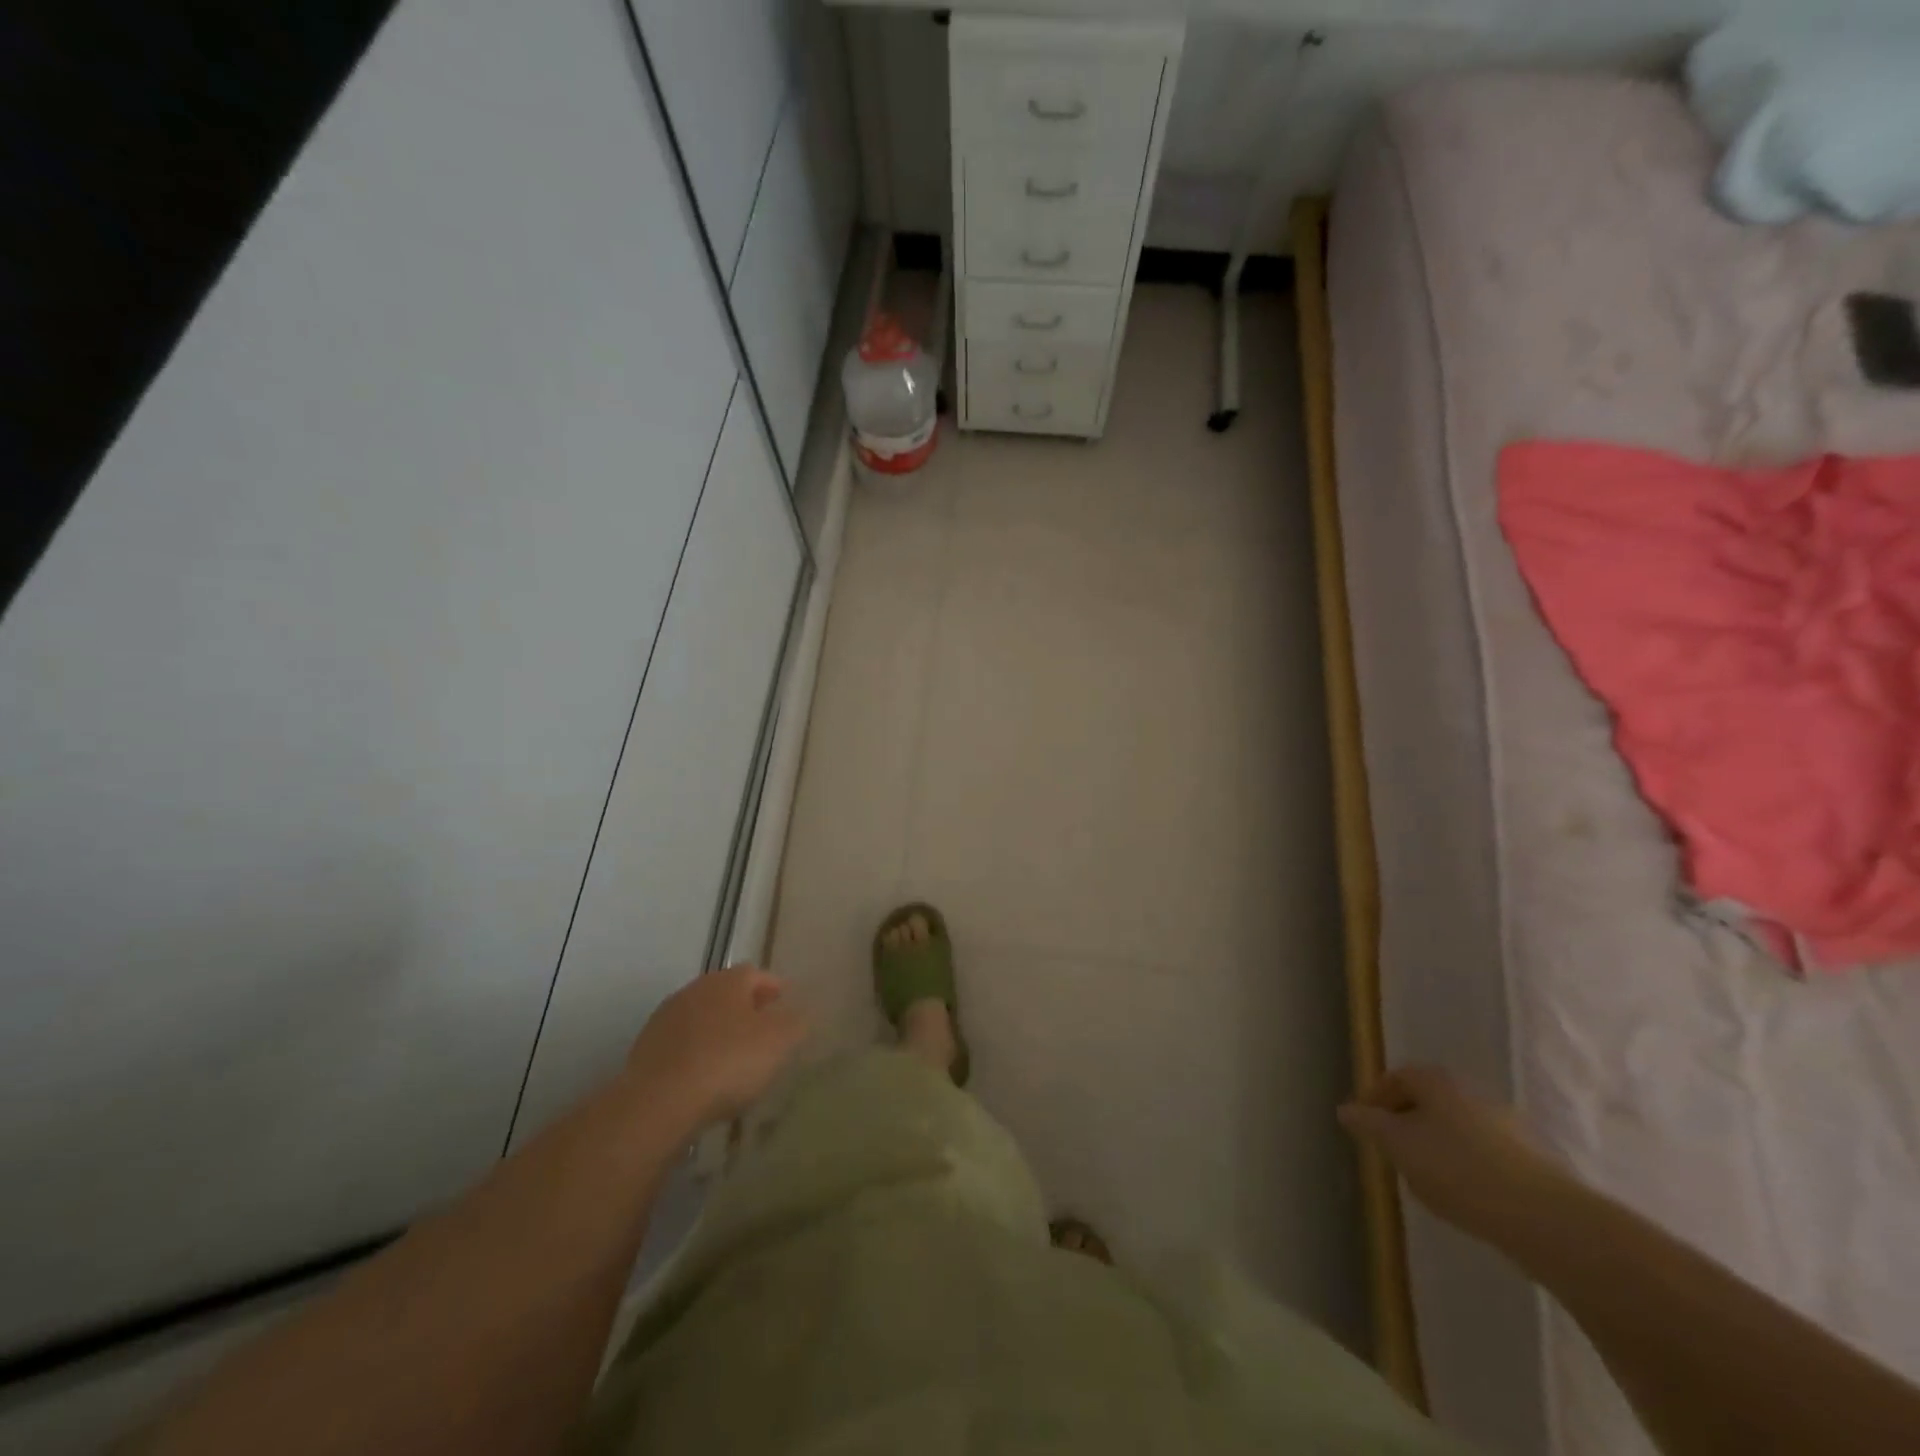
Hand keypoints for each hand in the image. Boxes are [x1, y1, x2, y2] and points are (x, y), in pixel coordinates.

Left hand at [623, 965, 808, 1132]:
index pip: (756, 973)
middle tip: (763, 1032)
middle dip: (745, 1009)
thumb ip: (796, 1022)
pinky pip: (681, 1045)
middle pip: (726, 994)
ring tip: (734, 1059)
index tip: (785, 1005)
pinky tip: (704, 1079)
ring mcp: (665, 1019)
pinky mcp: (645, 1050)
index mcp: (727, 981)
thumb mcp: (779, 1041)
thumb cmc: (728, 1062)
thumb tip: (800, 1013)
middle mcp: (694, 990)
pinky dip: (696, 1054)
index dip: (773, 988)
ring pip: (701, 1018)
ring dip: (718, 1031)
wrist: (658, 1103)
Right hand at [1338, 1066, 1567, 1242]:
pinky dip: (1465, 1166)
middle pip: (1426, 1102)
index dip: (1374, 1100)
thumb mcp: (1397, 1145)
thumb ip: (1368, 1125)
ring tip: (1425, 1181)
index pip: (1395, 1078)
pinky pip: (1482, 1154)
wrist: (1543, 1218)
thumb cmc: (1456, 1168)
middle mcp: (1470, 1092)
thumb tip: (1346, 1110)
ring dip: (1435, 1147)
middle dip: (1405, 1124)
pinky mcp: (1529, 1159)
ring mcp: (1504, 1125)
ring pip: (1455, 1128)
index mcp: (1436, 1081)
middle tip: (1391, 1153)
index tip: (1363, 1127)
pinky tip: (1463, 1196)